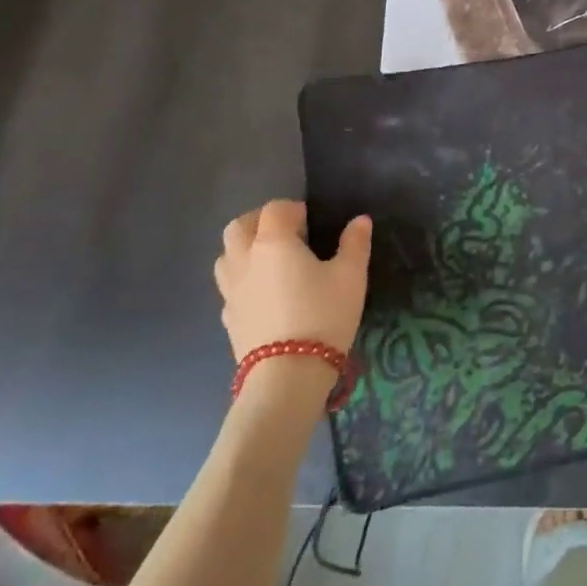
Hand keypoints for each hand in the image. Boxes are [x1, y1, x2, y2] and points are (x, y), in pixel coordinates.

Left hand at [214, 200, 371, 359]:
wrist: (287, 377)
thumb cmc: (323, 316)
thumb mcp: (351, 276)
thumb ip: (354, 244)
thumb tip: (360, 220)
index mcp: (273, 242)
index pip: (275, 209)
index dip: (294, 209)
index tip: (312, 222)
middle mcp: (245, 259)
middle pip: (239, 226)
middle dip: (260, 222)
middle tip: (286, 234)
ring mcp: (231, 290)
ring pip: (226, 256)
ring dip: (244, 249)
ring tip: (271, 262)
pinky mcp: (228, 318)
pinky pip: (229, 287)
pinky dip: (242, 280)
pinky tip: (264, 294)